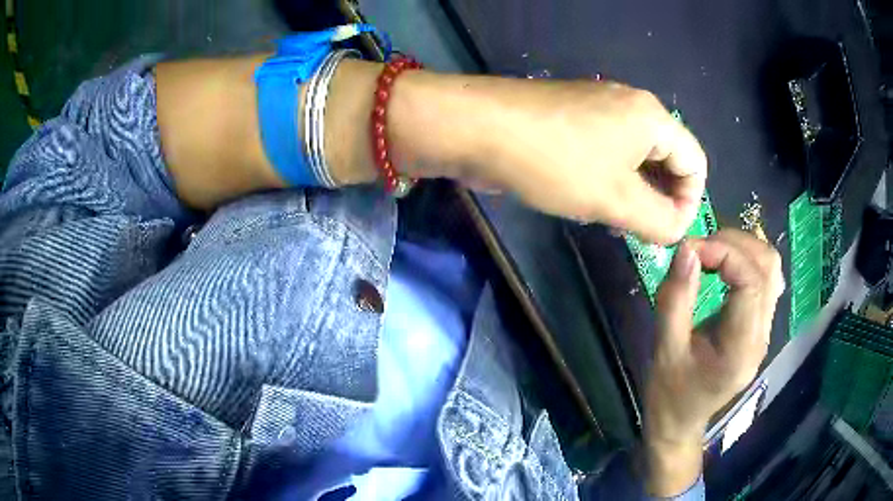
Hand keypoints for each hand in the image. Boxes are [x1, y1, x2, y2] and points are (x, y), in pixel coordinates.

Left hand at [455, 78, 707, 243]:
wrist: (477, 128)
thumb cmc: (554, 161)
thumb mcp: (615, 198)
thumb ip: (658, 220)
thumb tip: (677, 229)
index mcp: (652, 116)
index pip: (695, 162)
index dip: (690, 202)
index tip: (668, 234)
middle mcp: (631, 105)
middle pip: (668, 158)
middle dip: (661, 199)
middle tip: (641, 231)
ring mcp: (599, 109)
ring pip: (637, 158)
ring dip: (635, 192)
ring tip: (616, 220)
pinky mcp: (573, 119)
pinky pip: (609, 153)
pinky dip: (610, 179)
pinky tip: (591, 200)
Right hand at [644, 230, 783, 495]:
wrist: (680, 422)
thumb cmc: (669, 394)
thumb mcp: (664, 350)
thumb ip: (675, 299)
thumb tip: (687, 249)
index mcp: (741, 349)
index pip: (752, 283)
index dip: (725, 253)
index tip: (690, 249)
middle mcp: (762, 335)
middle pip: (768, 268)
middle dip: (735, 244)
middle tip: (699, 247)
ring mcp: (765, 330)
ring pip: (771, 269)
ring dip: (742, 248)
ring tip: (710, 252)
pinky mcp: (760, 325)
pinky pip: (765, 279)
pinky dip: (746, 260)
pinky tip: (724, 265)